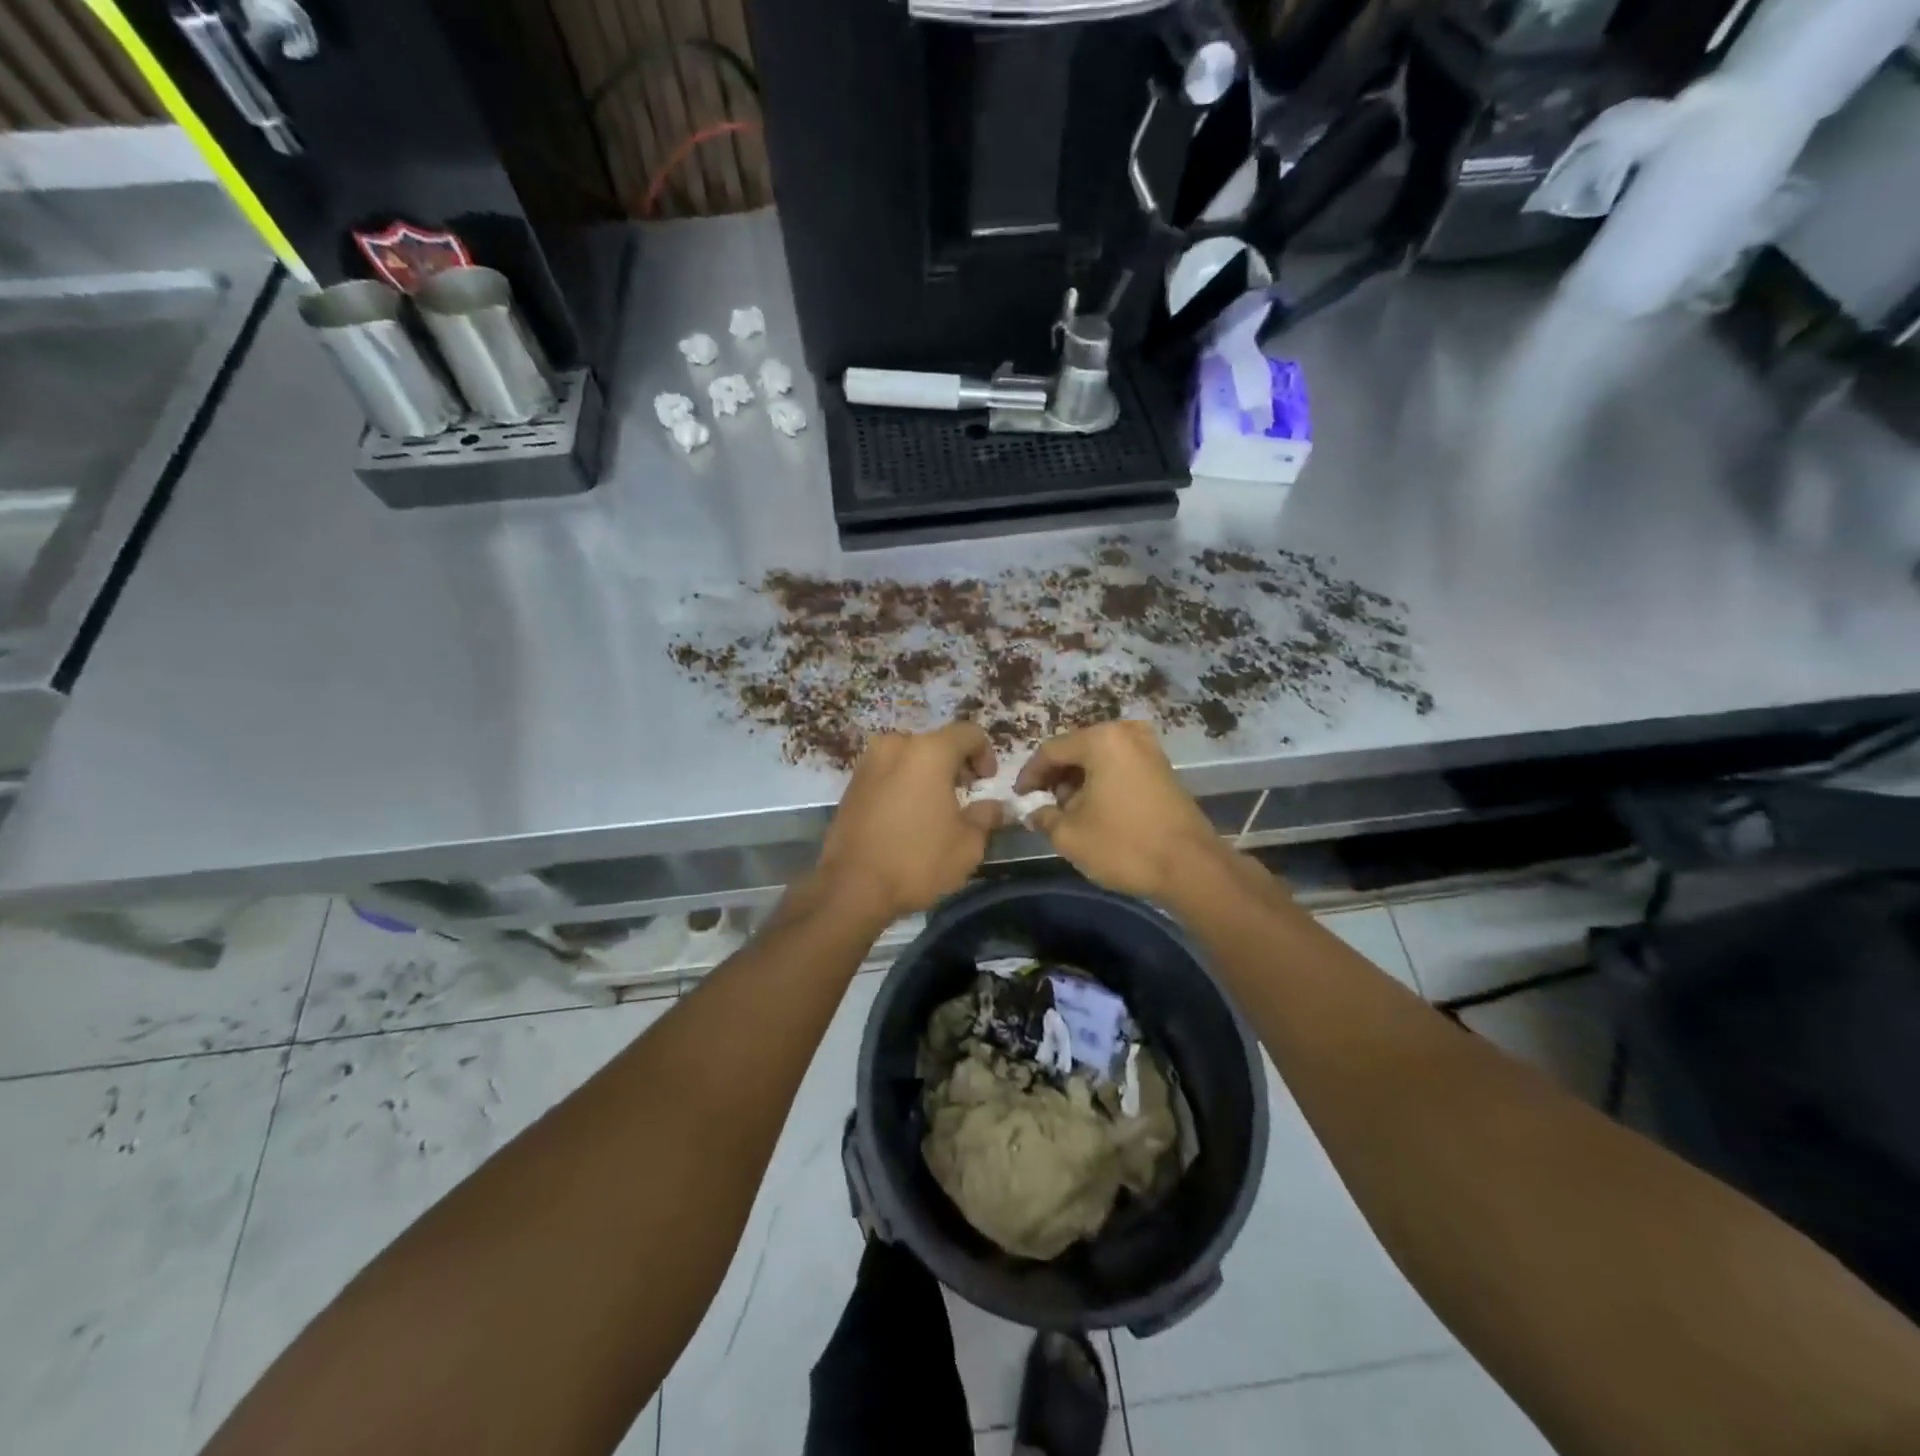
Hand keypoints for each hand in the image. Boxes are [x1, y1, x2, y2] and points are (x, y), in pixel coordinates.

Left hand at [815, 723, 1003, 922]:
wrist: (851, 886)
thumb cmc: (917, 860)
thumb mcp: (968, 844)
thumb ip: (986, 816)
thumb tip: (993, 806)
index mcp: (929, 752)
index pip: (968, 733)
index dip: (986, 753)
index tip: (987, 781)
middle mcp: (896, 746)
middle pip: (936, 743)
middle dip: (955, 765)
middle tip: (964, 796)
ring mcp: (868, 763)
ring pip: (909, 757)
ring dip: (928, 774)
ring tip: (935, 809)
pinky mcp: (851, 784)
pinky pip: (888, 773)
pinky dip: (904, 784)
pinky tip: (908, 816)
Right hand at [1015, 720, 1230, 902]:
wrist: (1191, 867)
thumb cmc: (1124, 844)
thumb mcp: (1070, 835)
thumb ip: (1044, 817)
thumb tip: (1036, 812)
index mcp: (1101, 740)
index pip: (1051, 750)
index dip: (1030, 775)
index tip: (1020, 798)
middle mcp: (1126, 734)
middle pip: (1077, 750)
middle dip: (1057, 777)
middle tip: (1045, 806)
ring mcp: (1150, 750)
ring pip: (1100, 759)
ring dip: (1080, 782)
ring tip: (1070, 813)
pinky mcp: (1164, 769)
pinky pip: (1121, 767)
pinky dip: (1103, 784)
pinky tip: (1097, 811)